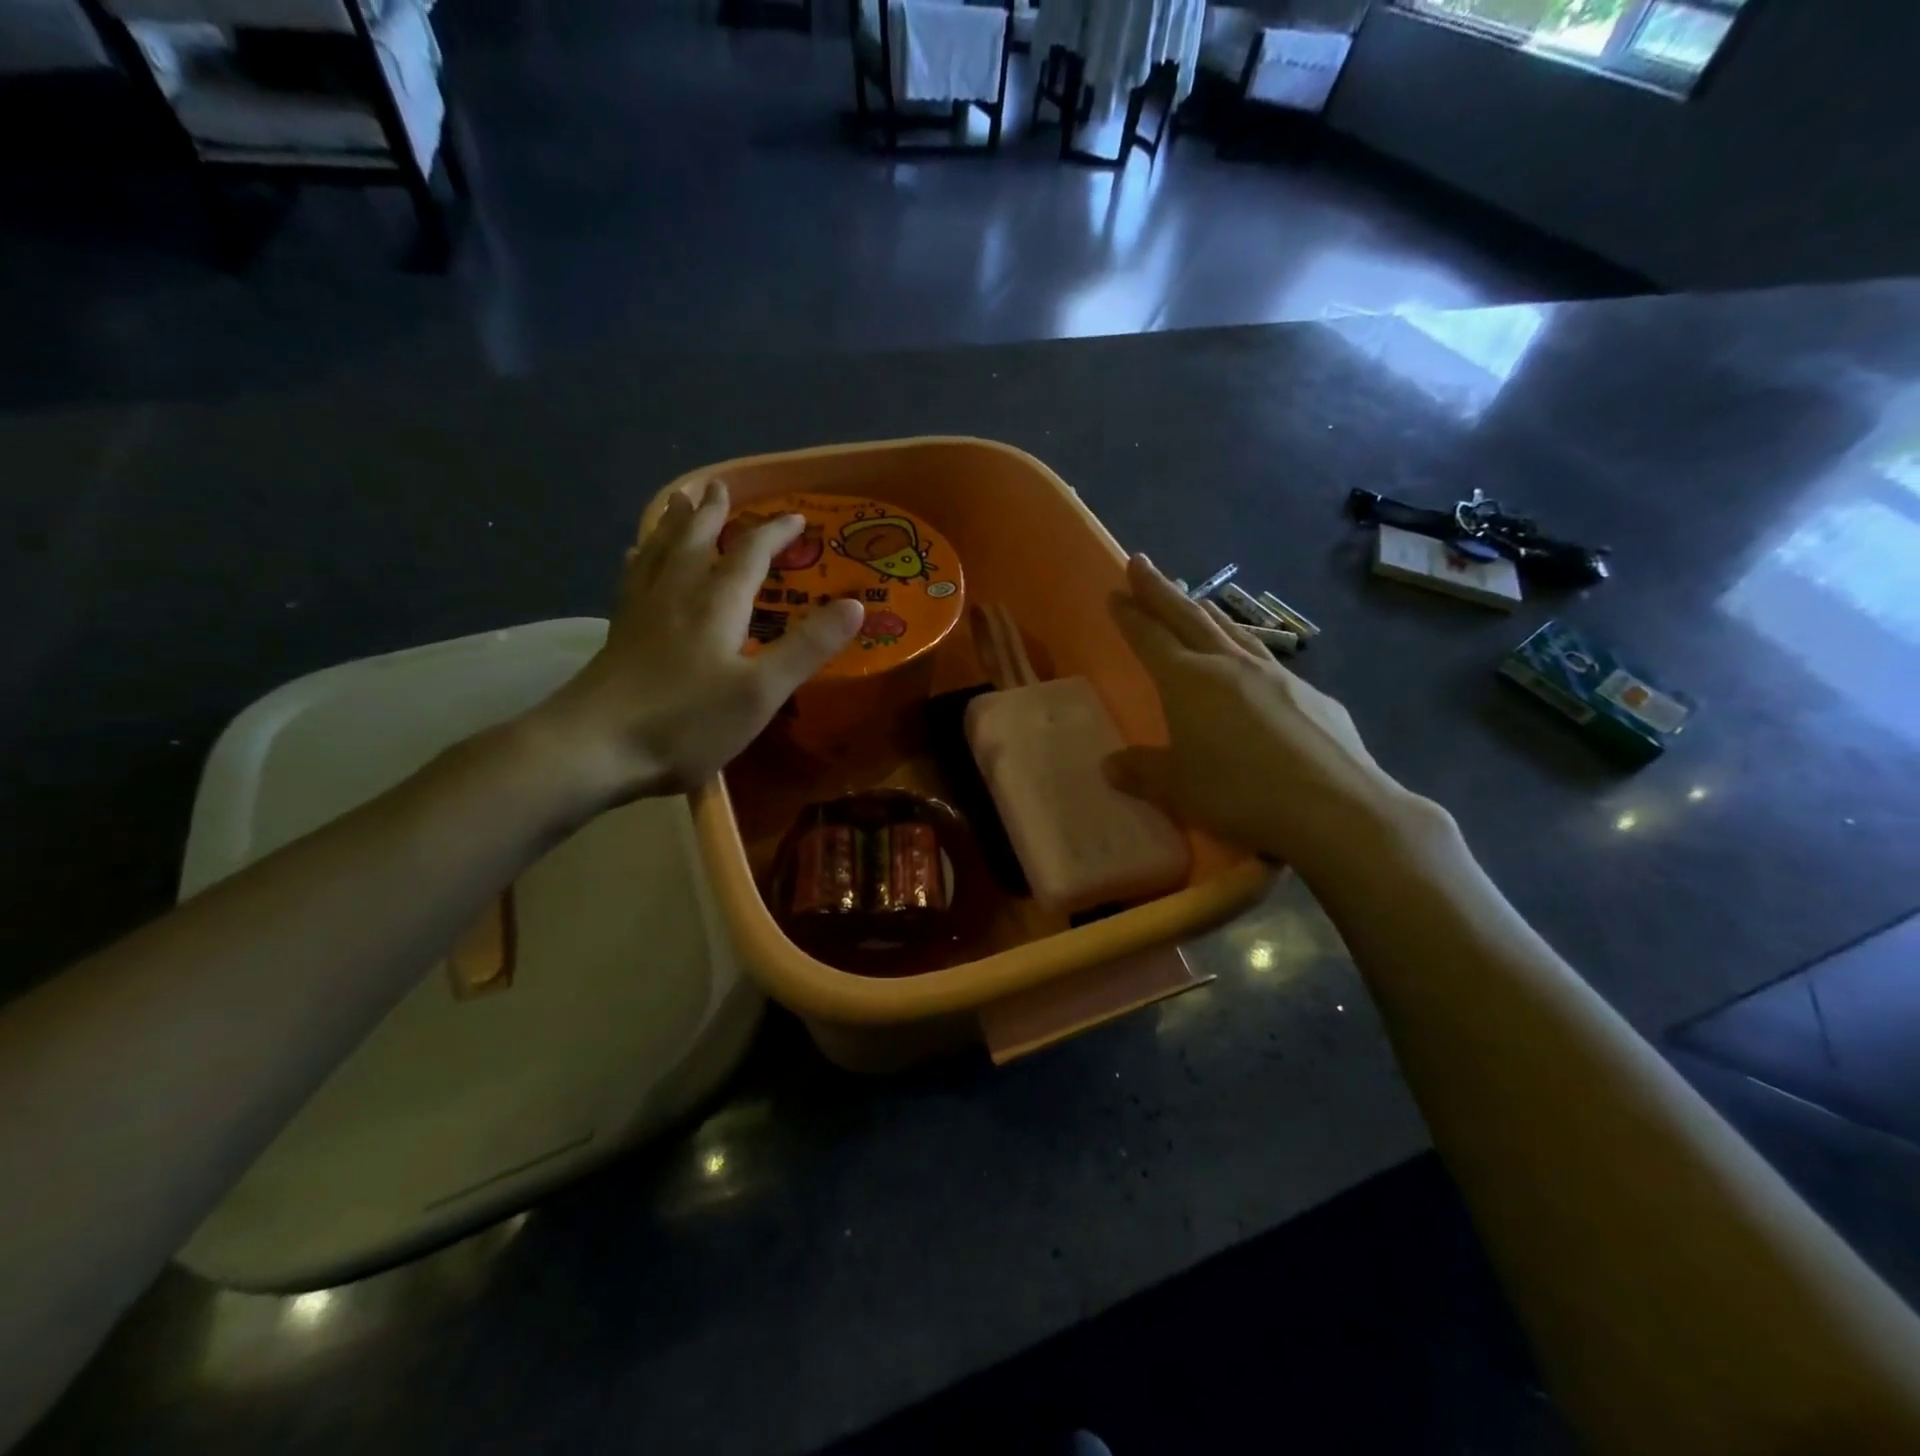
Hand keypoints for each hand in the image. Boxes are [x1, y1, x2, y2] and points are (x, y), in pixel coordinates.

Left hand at [530, 481, 862, 806]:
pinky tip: (633, 555)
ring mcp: (642, 611)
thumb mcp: (761, 691)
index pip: (750, 554)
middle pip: (696, 540)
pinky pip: (632, 577)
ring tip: (680, 501)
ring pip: (660, 551)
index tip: (797, 517)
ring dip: (675, 523)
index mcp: (716, 603)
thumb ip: (807, 648)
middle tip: (720, 486)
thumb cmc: (686, 722)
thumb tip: (855, 604)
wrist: (594, 747)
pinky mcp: (619, 632)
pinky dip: (640, 557)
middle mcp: (677, 593)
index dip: (775, 533)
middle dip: (714, 513)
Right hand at [1105, 555, 1432, 876]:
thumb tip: (1109, 765)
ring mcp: (1276, 675)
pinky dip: (1247, 652)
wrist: (1336, 807)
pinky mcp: (1312, 695)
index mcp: (1189, 681)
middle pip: (1189, 617)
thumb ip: (1143, 772)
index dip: (1130, 615)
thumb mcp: (1179, 788)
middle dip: (1161, 590)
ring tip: (1194, 602)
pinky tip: (1251, 669)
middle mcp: (1230, 665)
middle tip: (1141, 563)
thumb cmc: (1241, 793)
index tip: (1115, 591)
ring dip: (1206, 613)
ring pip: (1232, 631)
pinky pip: (1267, 662)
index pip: (1150, 637)